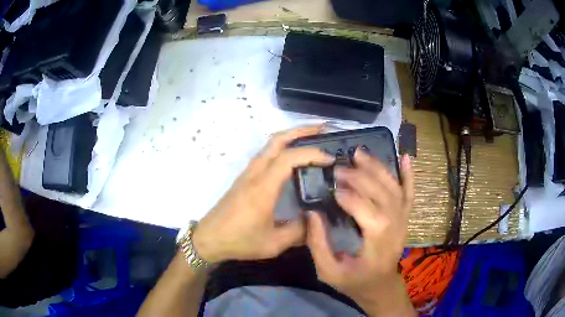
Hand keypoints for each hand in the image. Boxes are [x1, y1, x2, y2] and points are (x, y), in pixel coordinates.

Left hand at [193, 125, 333, 263]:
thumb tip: (315, 218)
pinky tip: (292, 158)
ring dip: (291, 136)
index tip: (330, 159)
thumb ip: (298, 231)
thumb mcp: (273, 243)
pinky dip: (282, 147)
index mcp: (263, 187)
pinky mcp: (244, 177)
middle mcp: (255, 173)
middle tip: (322, 130)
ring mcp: (248, 173)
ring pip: (270, 144)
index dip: (312, 154)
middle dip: (301, 130)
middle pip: (277, 140)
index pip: (289, 158)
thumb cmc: (239, 241)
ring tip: (312, 139)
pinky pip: (266, 154)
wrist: (209, 238)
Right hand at [307, 151, 414, 315]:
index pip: (365, 209)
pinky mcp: (406, 217)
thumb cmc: (355, 282)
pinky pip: (410, 193)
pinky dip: (409, 174)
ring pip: (394, 188)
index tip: (331, 186)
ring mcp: (403, 219)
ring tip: (360, 153)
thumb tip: (312, 213)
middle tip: (340, 167)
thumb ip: (318, 244)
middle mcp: (395, 225)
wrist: (381, 287)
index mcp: (377, 240)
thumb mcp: (329, 272)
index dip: (348, 196)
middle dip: (360, 177)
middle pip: (381, 193)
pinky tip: (405, 156)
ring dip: (378, 168)